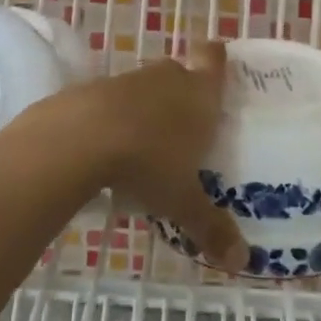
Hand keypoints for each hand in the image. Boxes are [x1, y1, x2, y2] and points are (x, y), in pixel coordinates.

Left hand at [46, 43, 248, 273]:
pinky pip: (115, 100)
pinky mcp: (94, 89)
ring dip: (149, 108)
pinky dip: (117, 117)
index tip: (216, 66)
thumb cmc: (147, 161)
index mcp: (200, 94)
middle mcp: (168, 78)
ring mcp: (129, 80)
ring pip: (147, 87)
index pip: (214, 59)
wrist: (79, 137)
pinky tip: (113, 148)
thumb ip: (210, 227)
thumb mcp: (182, 201)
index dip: (216, 58)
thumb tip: (242, 262)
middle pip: (181, 73)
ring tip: (150, 146)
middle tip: (187, 127)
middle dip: (183, 95)